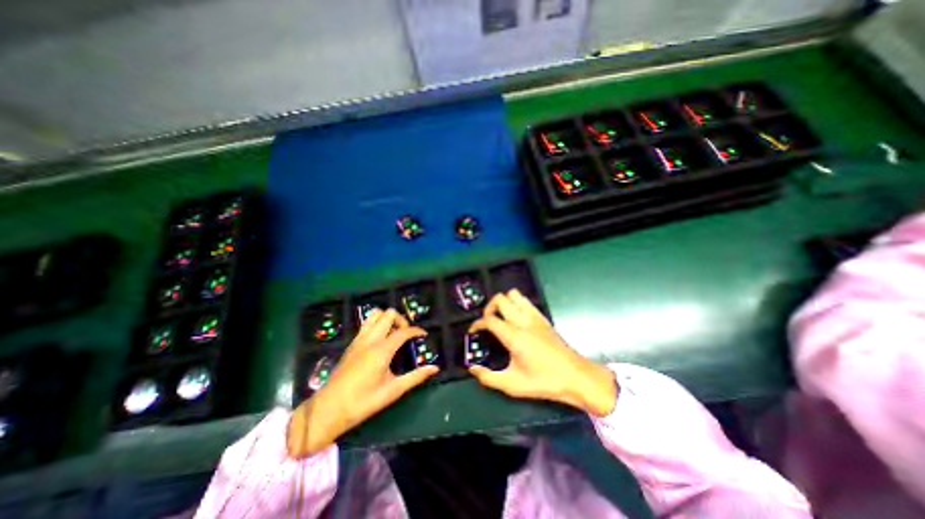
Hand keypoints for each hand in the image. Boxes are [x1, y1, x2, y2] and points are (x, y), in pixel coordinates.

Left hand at [289, 308, 438, 456]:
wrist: (327, 410)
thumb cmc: (362, 402)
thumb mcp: (392, 391)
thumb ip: (415, 377)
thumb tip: (434, 368)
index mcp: (381, 350)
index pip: (403, 331)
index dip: (416, 331)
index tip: (423, 335)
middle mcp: (370, 339)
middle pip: (389, 314)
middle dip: (401, 320)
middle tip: (406, 334)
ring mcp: (359, 340)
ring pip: (375, 314)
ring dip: (387, 318)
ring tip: (394, 333)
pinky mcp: (352, 343)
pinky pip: (367, 323)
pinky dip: (377, 323)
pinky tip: (381, 339)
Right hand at [470, 289, 612, 415]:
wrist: (575, 376)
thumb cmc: (544, 381)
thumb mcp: (513, 385)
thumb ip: (489, 377)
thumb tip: (473, 369)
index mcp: (514, 336)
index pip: (489, 319)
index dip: (477, 324)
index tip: (474, 332)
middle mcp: (523, 321)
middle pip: (499, 299)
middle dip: (488, 308)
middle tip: (487, 322)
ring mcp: (534, 317)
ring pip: (514, 295)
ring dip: (503, 302)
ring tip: (500, 316)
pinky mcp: (542, 317)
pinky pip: (525, 301)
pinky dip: (516, 303)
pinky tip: (515, 317)